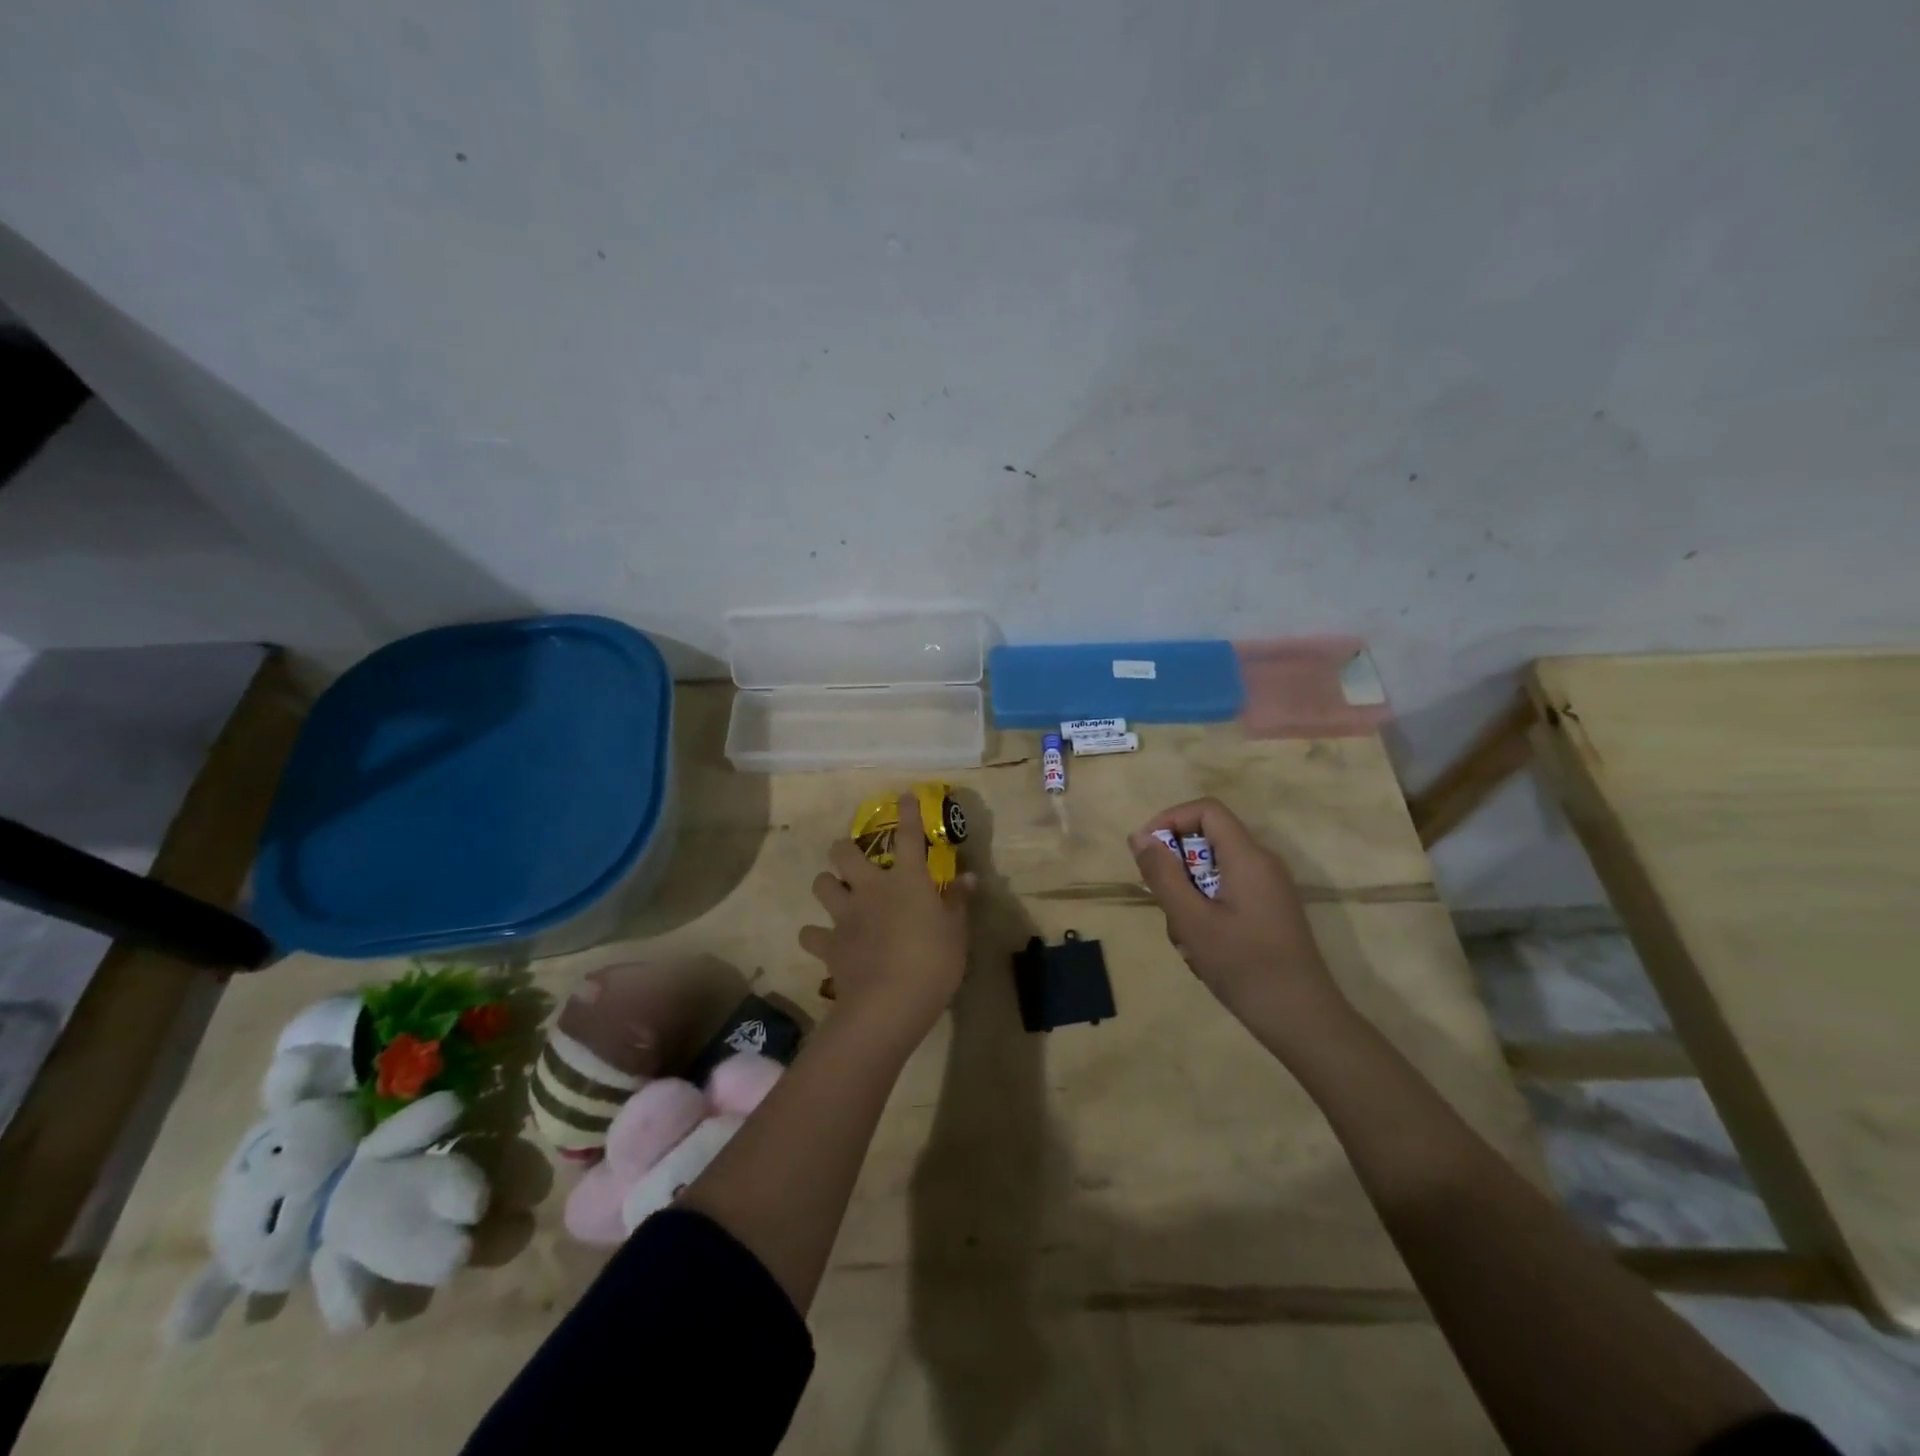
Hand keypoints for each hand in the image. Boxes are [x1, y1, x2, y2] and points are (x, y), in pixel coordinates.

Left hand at [799, 790, 973, 1041]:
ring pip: (822, 884)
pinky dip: (817, 936)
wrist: (889, 1002)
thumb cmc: (933, 961)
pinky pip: (812, 934)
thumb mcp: (957, 932)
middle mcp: (870, 888)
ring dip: (828, 886)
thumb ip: (958, 902)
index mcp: (906, 879)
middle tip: (854, 859)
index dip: (907, 813)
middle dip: (845, 849)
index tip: (904, 796)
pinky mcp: (829, 944)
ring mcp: (845, 914)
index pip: (908, 836)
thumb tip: (968, 877)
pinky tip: (825, 942)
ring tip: (837, 895)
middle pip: (844, 852)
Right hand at [1129, 798, 1346, 1034]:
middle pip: (1207, 840)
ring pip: (1213, 871)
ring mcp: (1268, 888)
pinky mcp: (1269, 911)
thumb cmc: (1243, 965)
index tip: (1146, 853)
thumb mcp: (1191, 920)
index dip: (1170, 820)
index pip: (1206, 810)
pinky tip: (1203, 950)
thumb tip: (1139, 836)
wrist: (1302, 1019)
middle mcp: (1262, 863)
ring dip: (1188, 897)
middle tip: (1164, 906)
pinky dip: (1205, 911)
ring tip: (1186, 938)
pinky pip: (1227, 893)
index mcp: (1247, 857)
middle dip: (1176, 868)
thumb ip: (1162, 874)